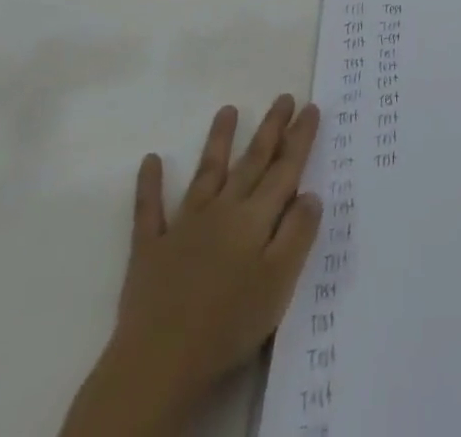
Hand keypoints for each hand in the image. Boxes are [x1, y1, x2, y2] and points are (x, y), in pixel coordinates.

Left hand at [60, 98, 323, 436]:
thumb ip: (298, 234)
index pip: (285, 170)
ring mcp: (184, 226)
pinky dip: (150, 185)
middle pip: (251, 162)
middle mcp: (222, 210)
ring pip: (207, 173)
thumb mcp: (279, 283)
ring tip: (228, 110)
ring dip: (218, 140)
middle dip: (270, 129)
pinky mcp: (151, 249)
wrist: (159, 361)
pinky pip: (149, 210)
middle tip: (284, 97)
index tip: (311, 108)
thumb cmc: (228, 324)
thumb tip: (310, 194)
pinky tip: (151, 160)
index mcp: (254, 219)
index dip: (299, 138)